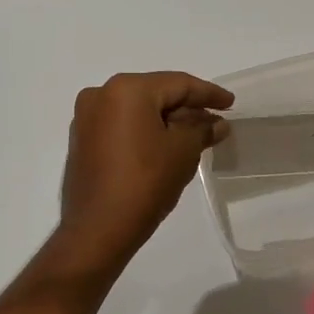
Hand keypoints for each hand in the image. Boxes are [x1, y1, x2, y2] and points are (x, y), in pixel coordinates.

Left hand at [50, 71, 233, 273]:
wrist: (98, 229)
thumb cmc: (145, 182)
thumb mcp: (183, 152)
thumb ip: (202, 130)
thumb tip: (217, 124)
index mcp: (126, 89)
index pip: (177, 84)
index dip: (208, 93)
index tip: (230, 102)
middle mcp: (101, 94)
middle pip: (155, 94)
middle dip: (186, 107)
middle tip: (215, 120)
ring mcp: (87, 118)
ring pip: (138, 110)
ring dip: (166, 120)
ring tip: (195, 134)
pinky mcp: (82, 141)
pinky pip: (122, 126)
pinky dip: (145, 131)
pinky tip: (165, 144)